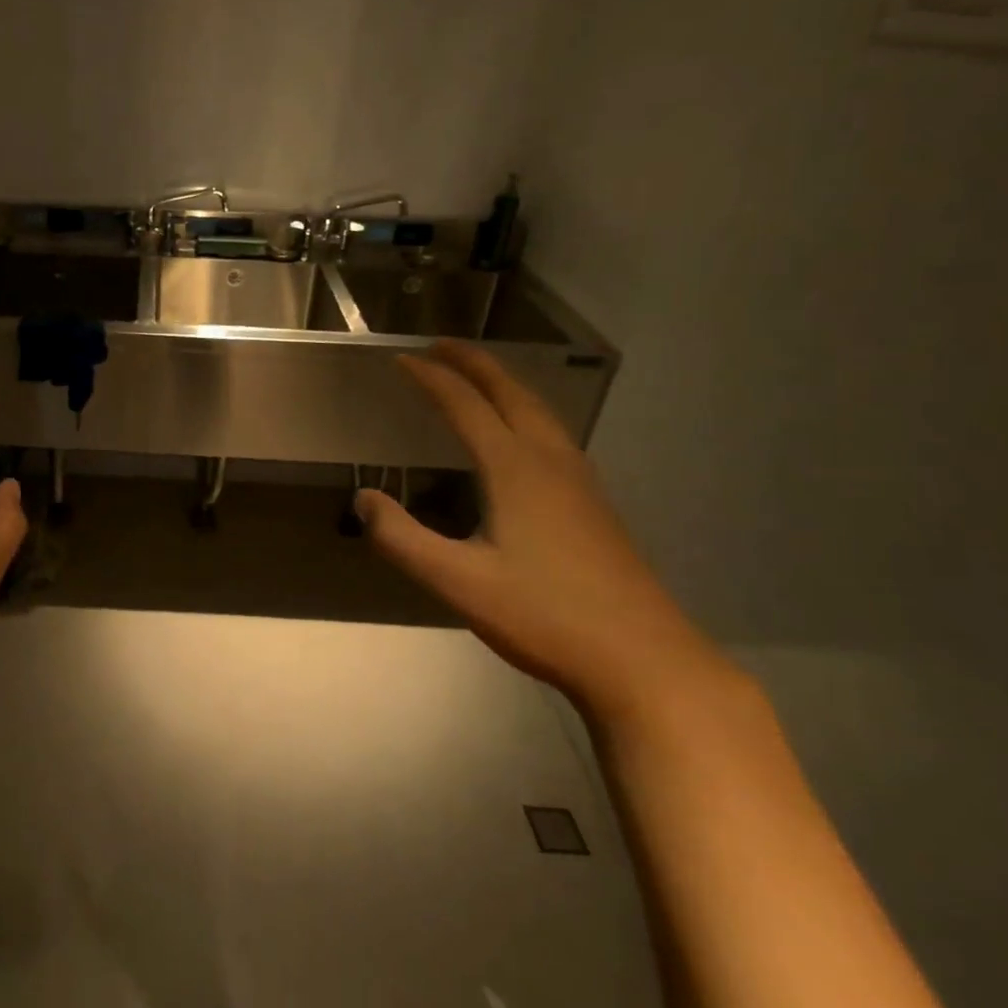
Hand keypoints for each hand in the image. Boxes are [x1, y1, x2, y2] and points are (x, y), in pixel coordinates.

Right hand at [356, 341, 725, 715]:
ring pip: (540, 412)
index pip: (466, 406)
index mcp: (516, 470)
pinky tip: (523, 438)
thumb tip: (362, 499)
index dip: (431, 379)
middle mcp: (551, 462)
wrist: (645, 661)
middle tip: (441, 345)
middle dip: (475, 364)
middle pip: (512, 394)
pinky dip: (526, 413)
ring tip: (478, 378)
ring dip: (505, 385)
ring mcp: (581, 483)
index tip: (401, 360)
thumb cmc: (545, 616)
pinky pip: (554, 436)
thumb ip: (402, 539)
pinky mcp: (595, 507)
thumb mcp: (458, 582)